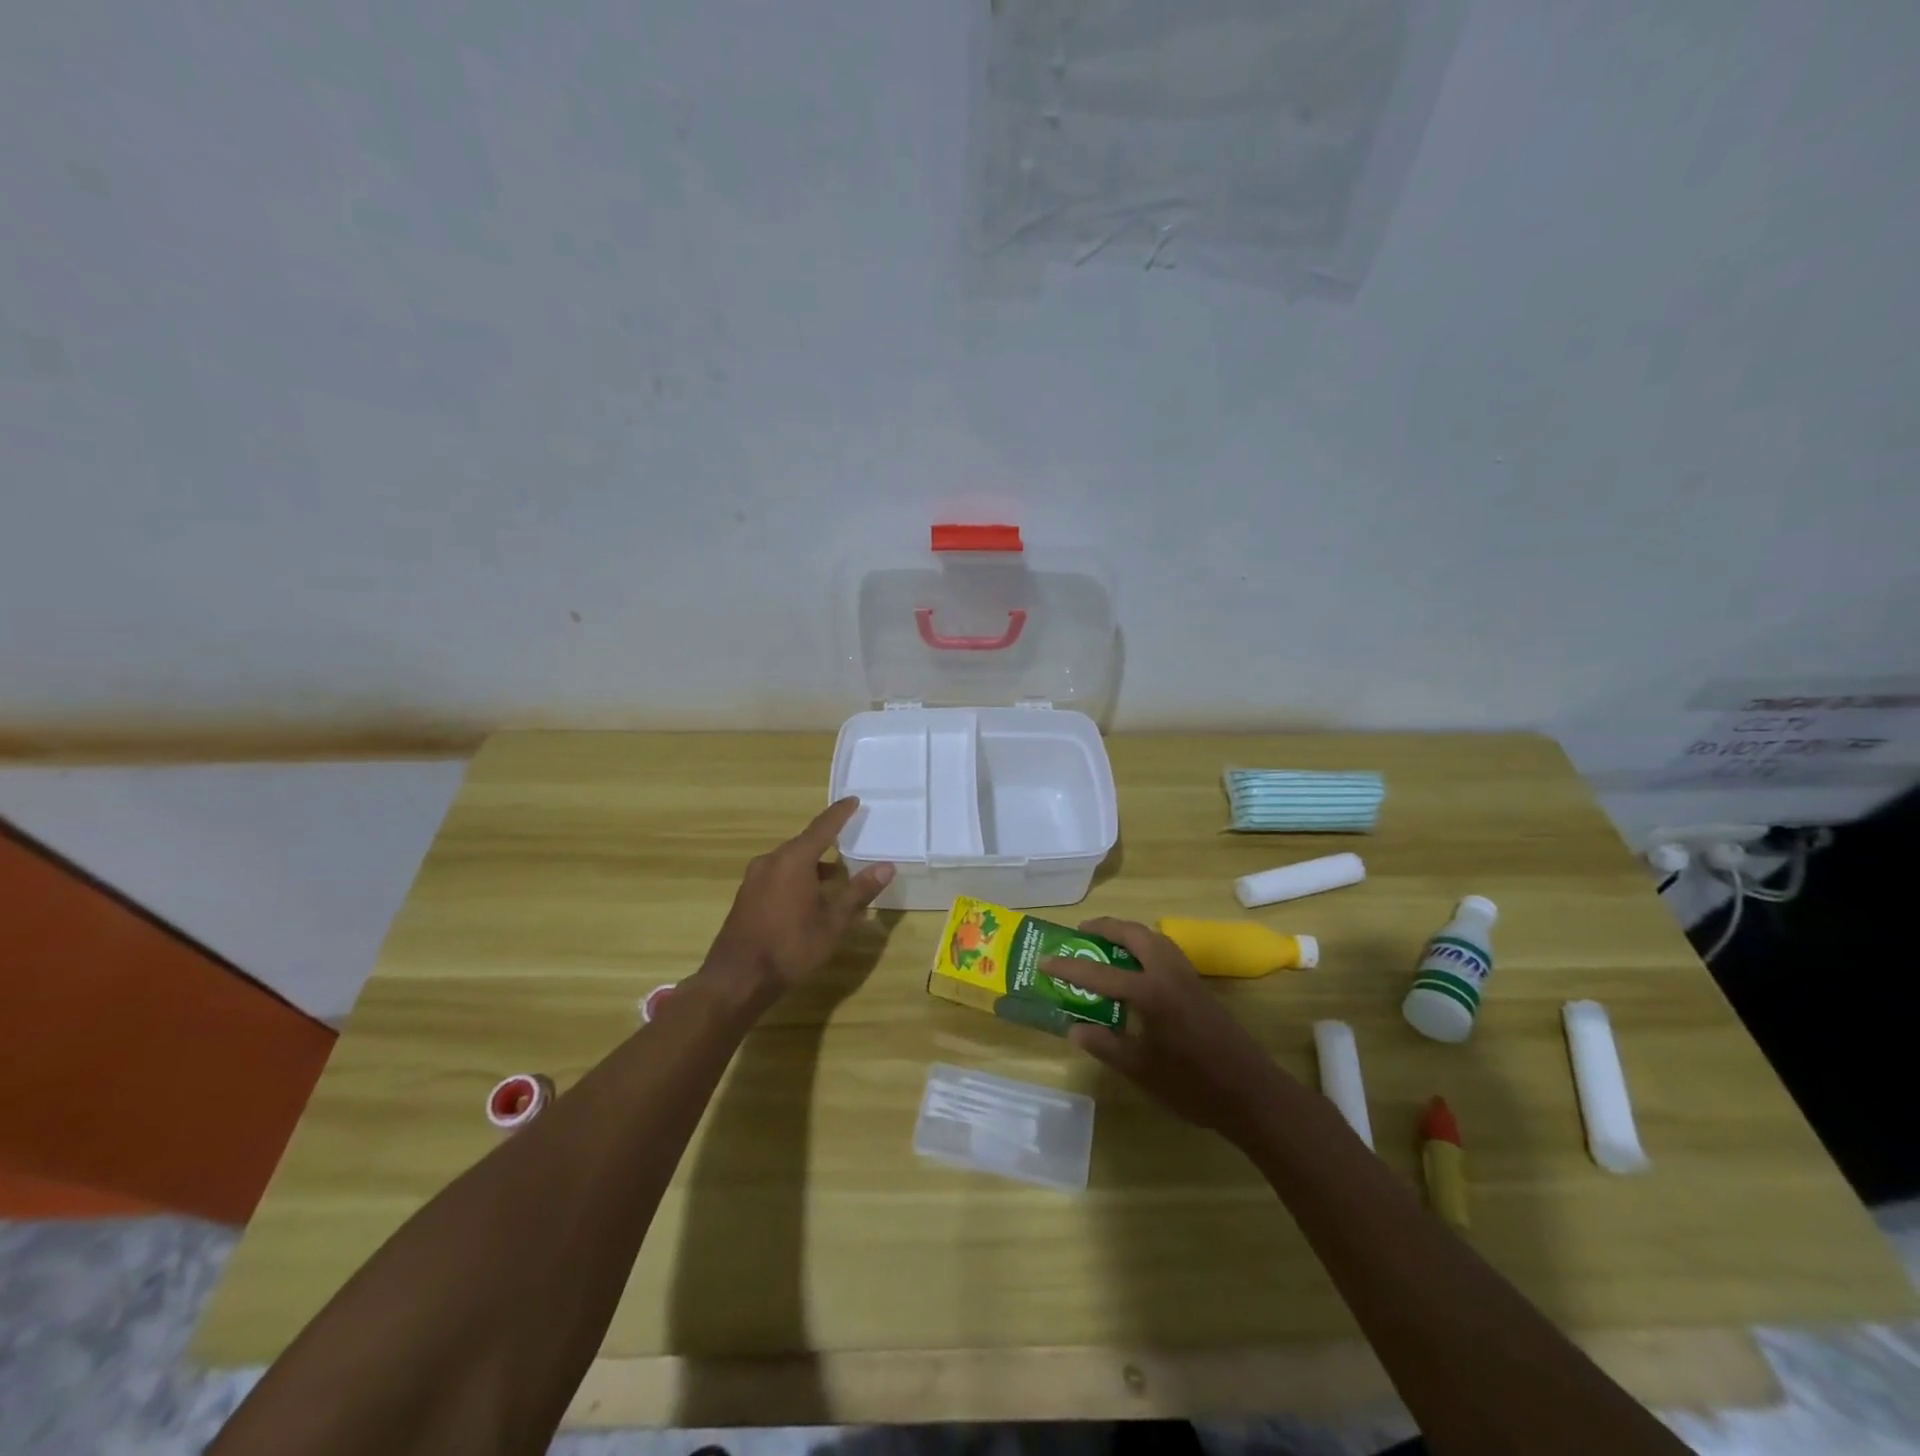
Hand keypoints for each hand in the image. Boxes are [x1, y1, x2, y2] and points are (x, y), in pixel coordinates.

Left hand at [701, 798, 894, 1002]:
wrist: (737, 979)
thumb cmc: (791, 947)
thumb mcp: (833, 922)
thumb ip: (859, 891)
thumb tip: (886, 866)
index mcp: (794, 860)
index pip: (822, 827)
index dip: (840, 813)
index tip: (853, 800)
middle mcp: (771, 861)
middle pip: (804, 843)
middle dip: (828, 841)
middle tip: (850, 840)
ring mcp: (755, 878)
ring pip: (790, 861)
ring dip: (813, 864)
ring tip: (836, 875)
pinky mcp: (747, 896)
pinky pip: (778, 875)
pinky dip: (798, 877)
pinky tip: (810, 896)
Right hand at [1045, 917, 1287, 1144]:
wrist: (1252, 1093)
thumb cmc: (1193, 1085)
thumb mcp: (1141, 1070)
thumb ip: (1105, 1045)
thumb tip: (1074, 1027)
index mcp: (1150, 992)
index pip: (1100, 972)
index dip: (1069, 966)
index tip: (1044, 961)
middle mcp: (1168, 973)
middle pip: (1133, 933)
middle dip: (1105, 927)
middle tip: (1080, 933)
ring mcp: (1187, 976)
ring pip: (1153, 937)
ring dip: (1128, 933)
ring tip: (1106, 943)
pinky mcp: (1199, 986)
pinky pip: (1166, 950)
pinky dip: (1145, 945)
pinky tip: (1137, 967)